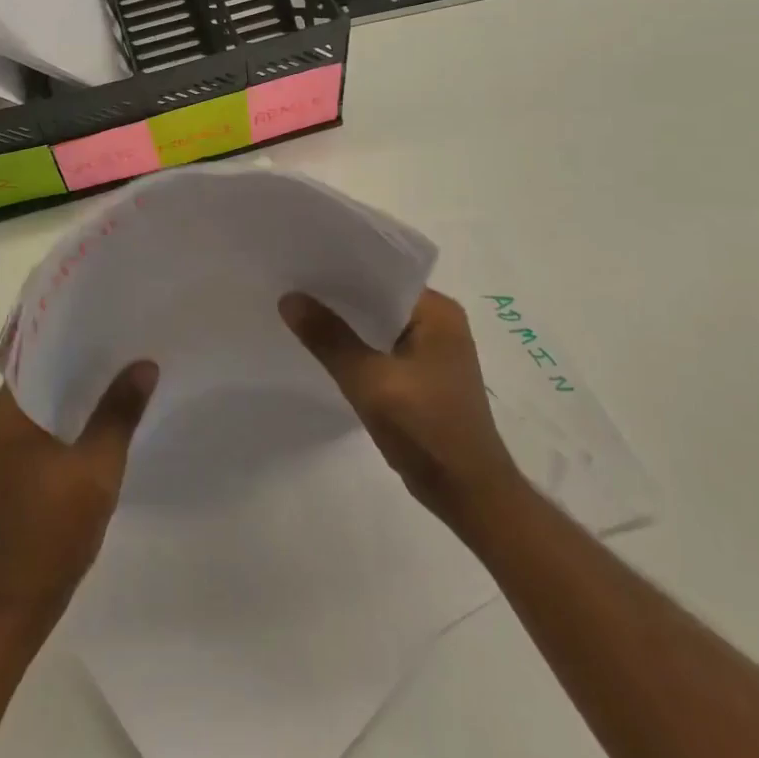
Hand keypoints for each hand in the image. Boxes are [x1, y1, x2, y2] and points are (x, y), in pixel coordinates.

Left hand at [0, 359, 157, 633]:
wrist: (17, 602)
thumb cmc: (52, 529)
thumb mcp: (96, 468)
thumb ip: (119, 412)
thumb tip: (144, 364)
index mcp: (7, 411)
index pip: (38, 351)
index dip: (73, 332)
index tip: (109, 315)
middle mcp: (0, 419)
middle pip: (45, 372)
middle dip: (84, 357)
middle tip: (127, 337)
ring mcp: (7, 445)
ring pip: (49, 398)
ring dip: (81, 387)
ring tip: (125, 366)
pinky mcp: (19, 466)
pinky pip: (49, 423)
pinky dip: (75, 414)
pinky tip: (108, 412)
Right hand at [279, 289, 519, 532]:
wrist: (469, 495)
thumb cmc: (427, 430)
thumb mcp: (370, 382)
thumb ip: (329, 338)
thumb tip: (289, 298)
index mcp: (438, 311)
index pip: (383, 273)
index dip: (342, 267)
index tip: (301, 262)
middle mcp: (440, 322)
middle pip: (379, 297)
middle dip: (339, 294)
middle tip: (291, 284)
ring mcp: (433, 351)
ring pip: (378, 324)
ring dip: (346, 322)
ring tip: (300, 310)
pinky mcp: (424, 376)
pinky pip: (382, 347)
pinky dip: (357, 346)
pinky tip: (325, 348)